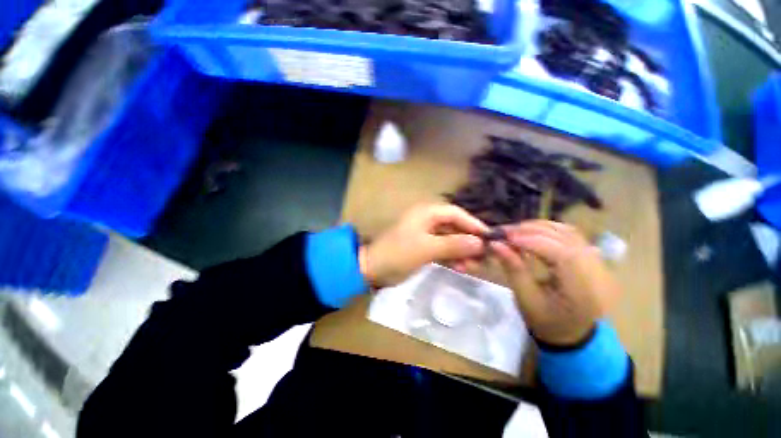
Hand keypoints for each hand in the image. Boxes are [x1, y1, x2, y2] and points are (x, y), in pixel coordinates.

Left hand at [359, 204, 488, 286]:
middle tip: (484, 257)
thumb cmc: (398, 253)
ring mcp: (425, 234)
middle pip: (454, 227)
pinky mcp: (423, 247)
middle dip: (469, 241)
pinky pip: (442, 249)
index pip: (456, 214)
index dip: (473, 224)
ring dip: (462, 252)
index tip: (489, 238)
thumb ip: (453, 244)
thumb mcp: (427, 248)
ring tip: (474, 267)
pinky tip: (461, 268)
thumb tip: (480, 243)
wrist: (372, 268)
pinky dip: (452, 257)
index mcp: (426, 213)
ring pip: (450, 240)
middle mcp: (427, 220)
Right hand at [490, 220, 619, 345]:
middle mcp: (597, 271)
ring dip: (538, 227)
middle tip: (503, 232)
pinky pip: (570, 234)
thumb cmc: (548, 322)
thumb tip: (495, 244)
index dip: (530, 240)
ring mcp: (598, 261)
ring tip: (514, 232)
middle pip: (564, 237)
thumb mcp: (526, 299)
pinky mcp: (592, 257)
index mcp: (584, 289)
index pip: (560, 253)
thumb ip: (513, 269)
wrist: (573, 334)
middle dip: (530, 231)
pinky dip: (548, 229)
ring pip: (567, 231)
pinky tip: (532, 232)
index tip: (503, 237)